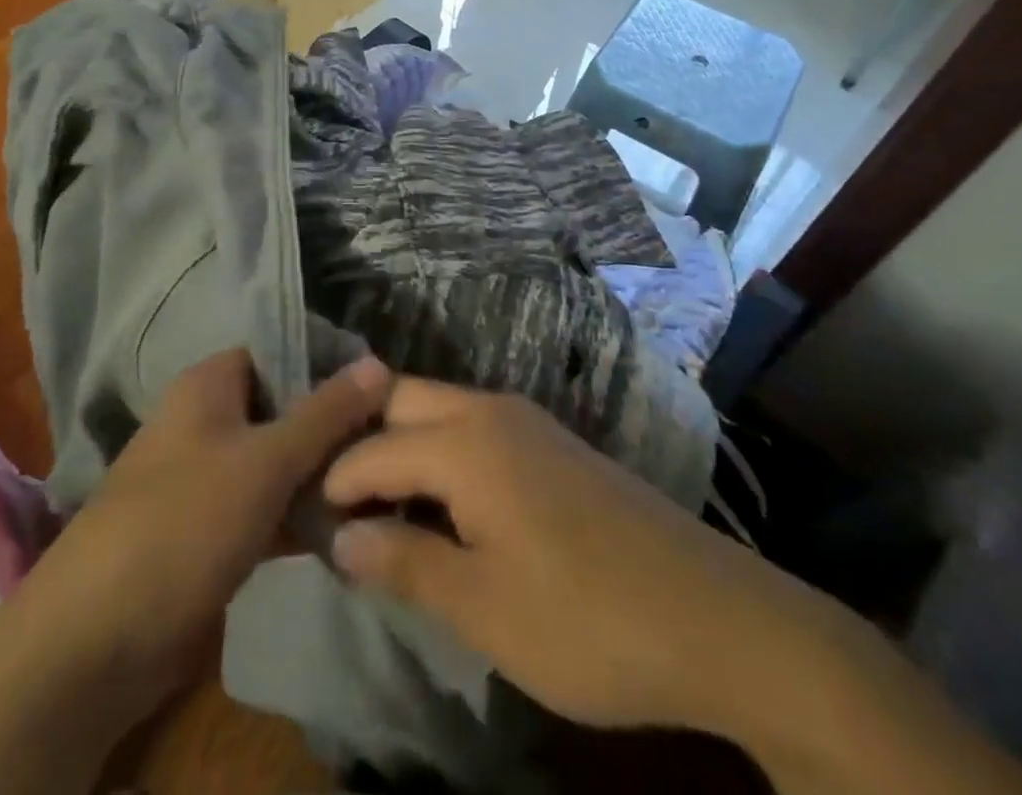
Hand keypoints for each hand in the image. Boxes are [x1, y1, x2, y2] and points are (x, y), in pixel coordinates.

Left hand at [0, 351, 390, 794]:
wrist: (97, 639)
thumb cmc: (185, 522)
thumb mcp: (266, 460)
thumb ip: (325, 413)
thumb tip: (379, 361)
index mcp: (210, 384)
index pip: (281, 352)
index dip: (330, 365)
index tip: (385, 389)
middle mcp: (207, 421)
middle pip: (283, 408)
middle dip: (333, 428)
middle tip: (393, 445)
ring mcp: (206, 477)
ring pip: (277, 462)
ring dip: (321, 477)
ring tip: (383, 489)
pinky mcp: (209, 531)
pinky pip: (265, 508)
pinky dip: (299, 517)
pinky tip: (345, 531)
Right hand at [321, 378, 849, 741]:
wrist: (716, 619)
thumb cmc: (588, 620)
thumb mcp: (484, 608)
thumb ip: (405, 563)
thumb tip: (341, 538)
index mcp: (466, 442)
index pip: (373, 449)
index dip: (334, 483)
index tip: (304, 520)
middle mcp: (491, 411)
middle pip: (402, 402)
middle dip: (362, 440)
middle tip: (333, 498)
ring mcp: (528, 423)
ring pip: (439, 410)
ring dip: (401, 445)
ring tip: (377, 504)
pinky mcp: (553, 445)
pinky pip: (474, 429)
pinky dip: (440, 453)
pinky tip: (440, 504)